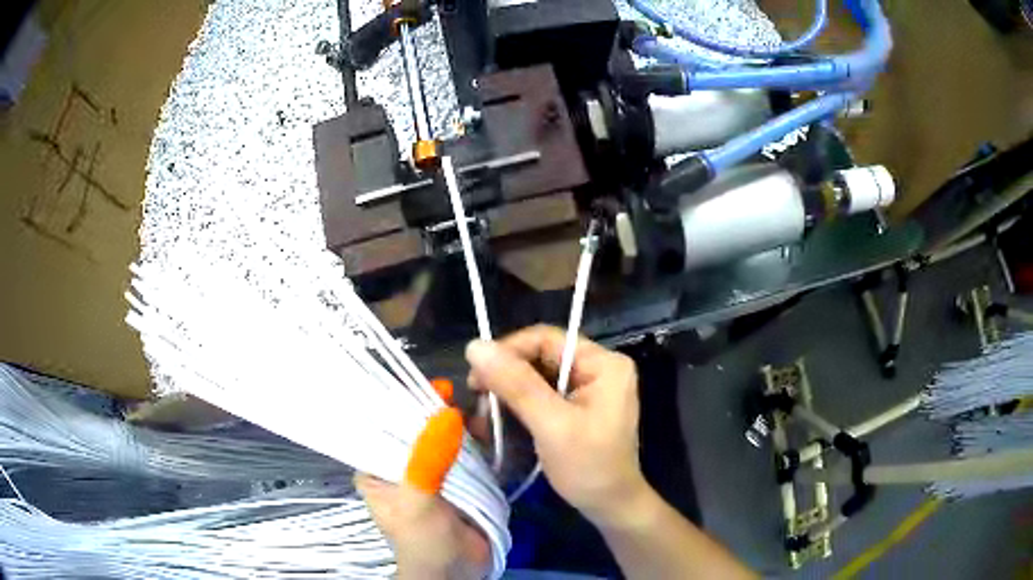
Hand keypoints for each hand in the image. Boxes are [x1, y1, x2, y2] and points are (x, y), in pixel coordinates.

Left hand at [356, 400, 488, 578]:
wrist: (458, 575)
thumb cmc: (423, 543)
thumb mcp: (417, 503)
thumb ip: (427, 460)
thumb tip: (447, 414)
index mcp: (377, 469)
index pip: (386, 426)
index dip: (409, 404)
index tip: (436, 387)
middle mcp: (402, 466)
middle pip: (418, 429)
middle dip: (439, 413)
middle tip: (462, 393)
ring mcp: (433, 472)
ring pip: (445, 440)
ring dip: (462, 425)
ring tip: (479, 407)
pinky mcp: (460, 481)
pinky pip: (467, 455)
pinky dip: (478, 442)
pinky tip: (489, 428)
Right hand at [466, 325, 649, 527]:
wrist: (611, 507)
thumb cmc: (589, 468)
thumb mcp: (552, 425)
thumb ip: (516, 384)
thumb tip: (475, 345)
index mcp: (603, 364)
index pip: (547, 339)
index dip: (508, 351)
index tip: (476, 375)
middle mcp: (598, 368)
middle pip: (541, 356)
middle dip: (505, 375)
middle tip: (476, 396)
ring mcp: (589, 389)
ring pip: (537, 376)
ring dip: (507, 393)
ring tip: (483, 413)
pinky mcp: (578, 407)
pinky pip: (542, 396)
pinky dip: (518, 406)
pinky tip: (497, 421)